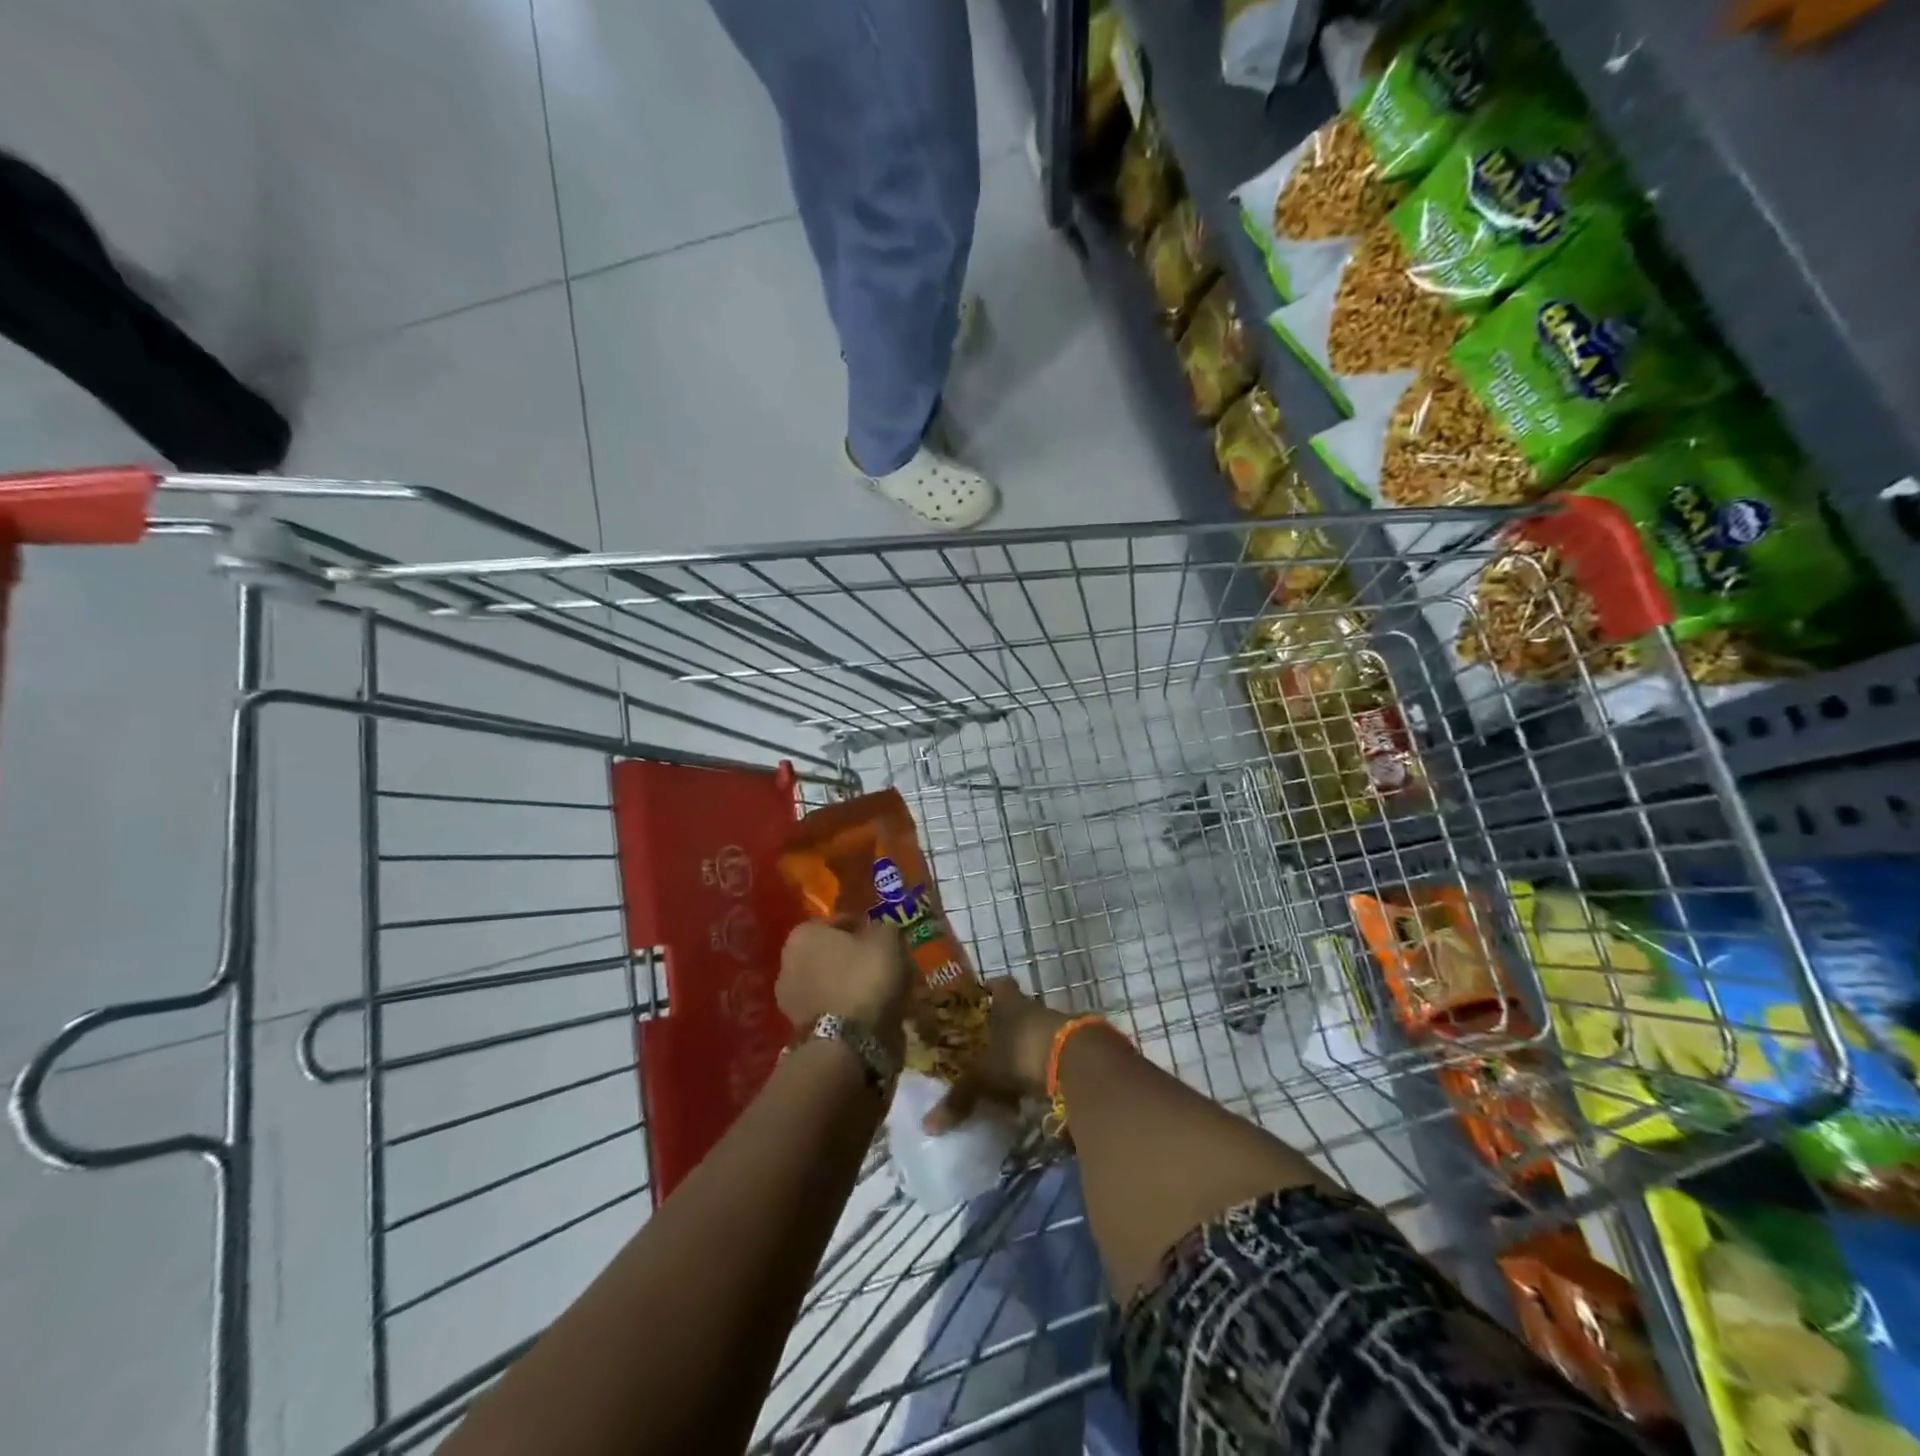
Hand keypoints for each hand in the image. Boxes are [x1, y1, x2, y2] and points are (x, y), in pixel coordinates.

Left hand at [777, 918, 911, 1058]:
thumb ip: (883, 929)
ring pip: (830, 983)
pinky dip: (847, 1010)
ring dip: (850, 986)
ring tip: (881, 994)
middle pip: (831, 954)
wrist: (847, 1044)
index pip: (840, 922)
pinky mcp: (799, 1030)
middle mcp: (788, 963)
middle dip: (855, 958)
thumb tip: (879, 934)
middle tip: (883, 966)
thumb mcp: (887, 940)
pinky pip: (831, 1009)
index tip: (885, 940)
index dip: (866, 928)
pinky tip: (869, 1015)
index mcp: (803, 934)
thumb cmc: (864, 979)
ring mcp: (790, 1000)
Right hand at [924, 976, 1068, 1132]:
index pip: (1000, 985)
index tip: (984, 993)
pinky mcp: (1077, 1046)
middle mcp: (1034, 1008)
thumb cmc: (1022, 1053)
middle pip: (1021, 1009)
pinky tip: (1038, 1087)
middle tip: (992, 1042)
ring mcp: (1059, 1024)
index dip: (992, 988)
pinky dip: (1046, 1066)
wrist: (1076, 1060)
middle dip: (1008, 1023)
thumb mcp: (986, 1076)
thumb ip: (961, 1097)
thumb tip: (929, 1125)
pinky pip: (1056, 1053)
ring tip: (1014, 1071)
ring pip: (1039, 1031)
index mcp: (1010, 1004)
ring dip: (1028, 1047)